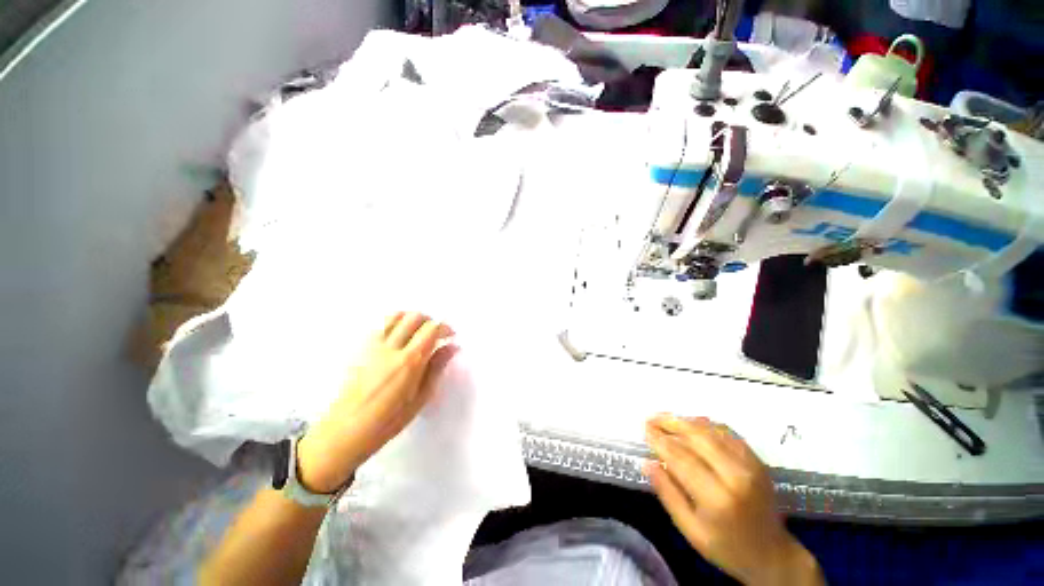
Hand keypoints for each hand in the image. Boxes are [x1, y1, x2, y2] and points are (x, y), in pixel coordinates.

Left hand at [296, 312, 456, 492]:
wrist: (346, 431)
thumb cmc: (389, 420)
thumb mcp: (421, 398)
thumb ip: (437, 368)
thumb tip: (452, 347)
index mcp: (409, 361)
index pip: (431, 329)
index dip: (444, 327)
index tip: (451, 335)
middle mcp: (391, 347)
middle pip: (414, 317)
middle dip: (430, 320)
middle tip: (436, 333)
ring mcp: (373, 346)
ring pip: (395, 316)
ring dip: (411, 318)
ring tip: (418, 330)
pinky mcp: (361, 349)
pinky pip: (380, 325)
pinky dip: (394, 323)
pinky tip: (399, 337)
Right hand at [644, 415, 822, 585]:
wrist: (773, 554)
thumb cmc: (727, 548)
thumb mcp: (690, 530)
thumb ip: (668, 494)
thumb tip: (648, 463)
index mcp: (717, 497)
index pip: (681, 458)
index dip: (660, 440)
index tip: (644, 429)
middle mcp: (736, 475)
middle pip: (697, 437)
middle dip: (670, 423)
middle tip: (651, 418)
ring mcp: (750, 465)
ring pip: (712, 430)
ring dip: (685, 421)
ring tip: (666, 417)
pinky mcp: (757, 460)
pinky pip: (727, 433)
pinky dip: (706, 424)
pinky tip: (692, 423)